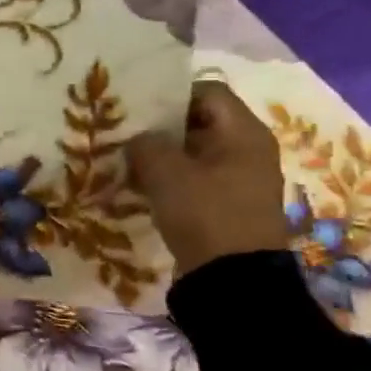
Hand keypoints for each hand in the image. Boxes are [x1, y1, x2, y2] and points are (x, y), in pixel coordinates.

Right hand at [127, 82, 290, 277]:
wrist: (232, 279)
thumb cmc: (204, 213)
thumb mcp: (166, 172)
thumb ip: (145, 144)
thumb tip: (137, 139)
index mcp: (243, 133)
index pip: (207, 91)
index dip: (170, 93)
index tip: (136, 107)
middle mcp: (247, 149)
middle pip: (199, 121)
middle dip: (160, 127)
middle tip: (123, 133)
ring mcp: (238, 178)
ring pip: (193, 152)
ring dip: (161, 155)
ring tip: (125, 162)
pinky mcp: (226, 203)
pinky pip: (194, 178)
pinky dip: (168, 179)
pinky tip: (140, 188)